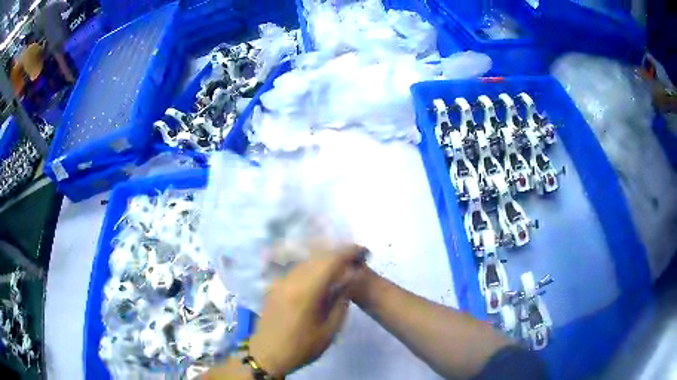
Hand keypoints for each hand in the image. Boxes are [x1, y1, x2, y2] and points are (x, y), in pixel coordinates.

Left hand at [248, 245, 366, 377]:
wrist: (268, 355)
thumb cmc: (303, 346)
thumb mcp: (330, 329)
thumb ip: (341, 300)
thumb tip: (352, 277)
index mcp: (307, 290)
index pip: (332, 260)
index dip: (350, 252)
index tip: (365, 253)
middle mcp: (292, 279)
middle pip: (318, 256)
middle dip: (339, 253)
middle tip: (355, 260)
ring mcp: (281, 281)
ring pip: (307, 261)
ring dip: (325, 259)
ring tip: (341, 267)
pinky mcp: (275, 286)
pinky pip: (297, 269)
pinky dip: (312, 267)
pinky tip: (320, 276)